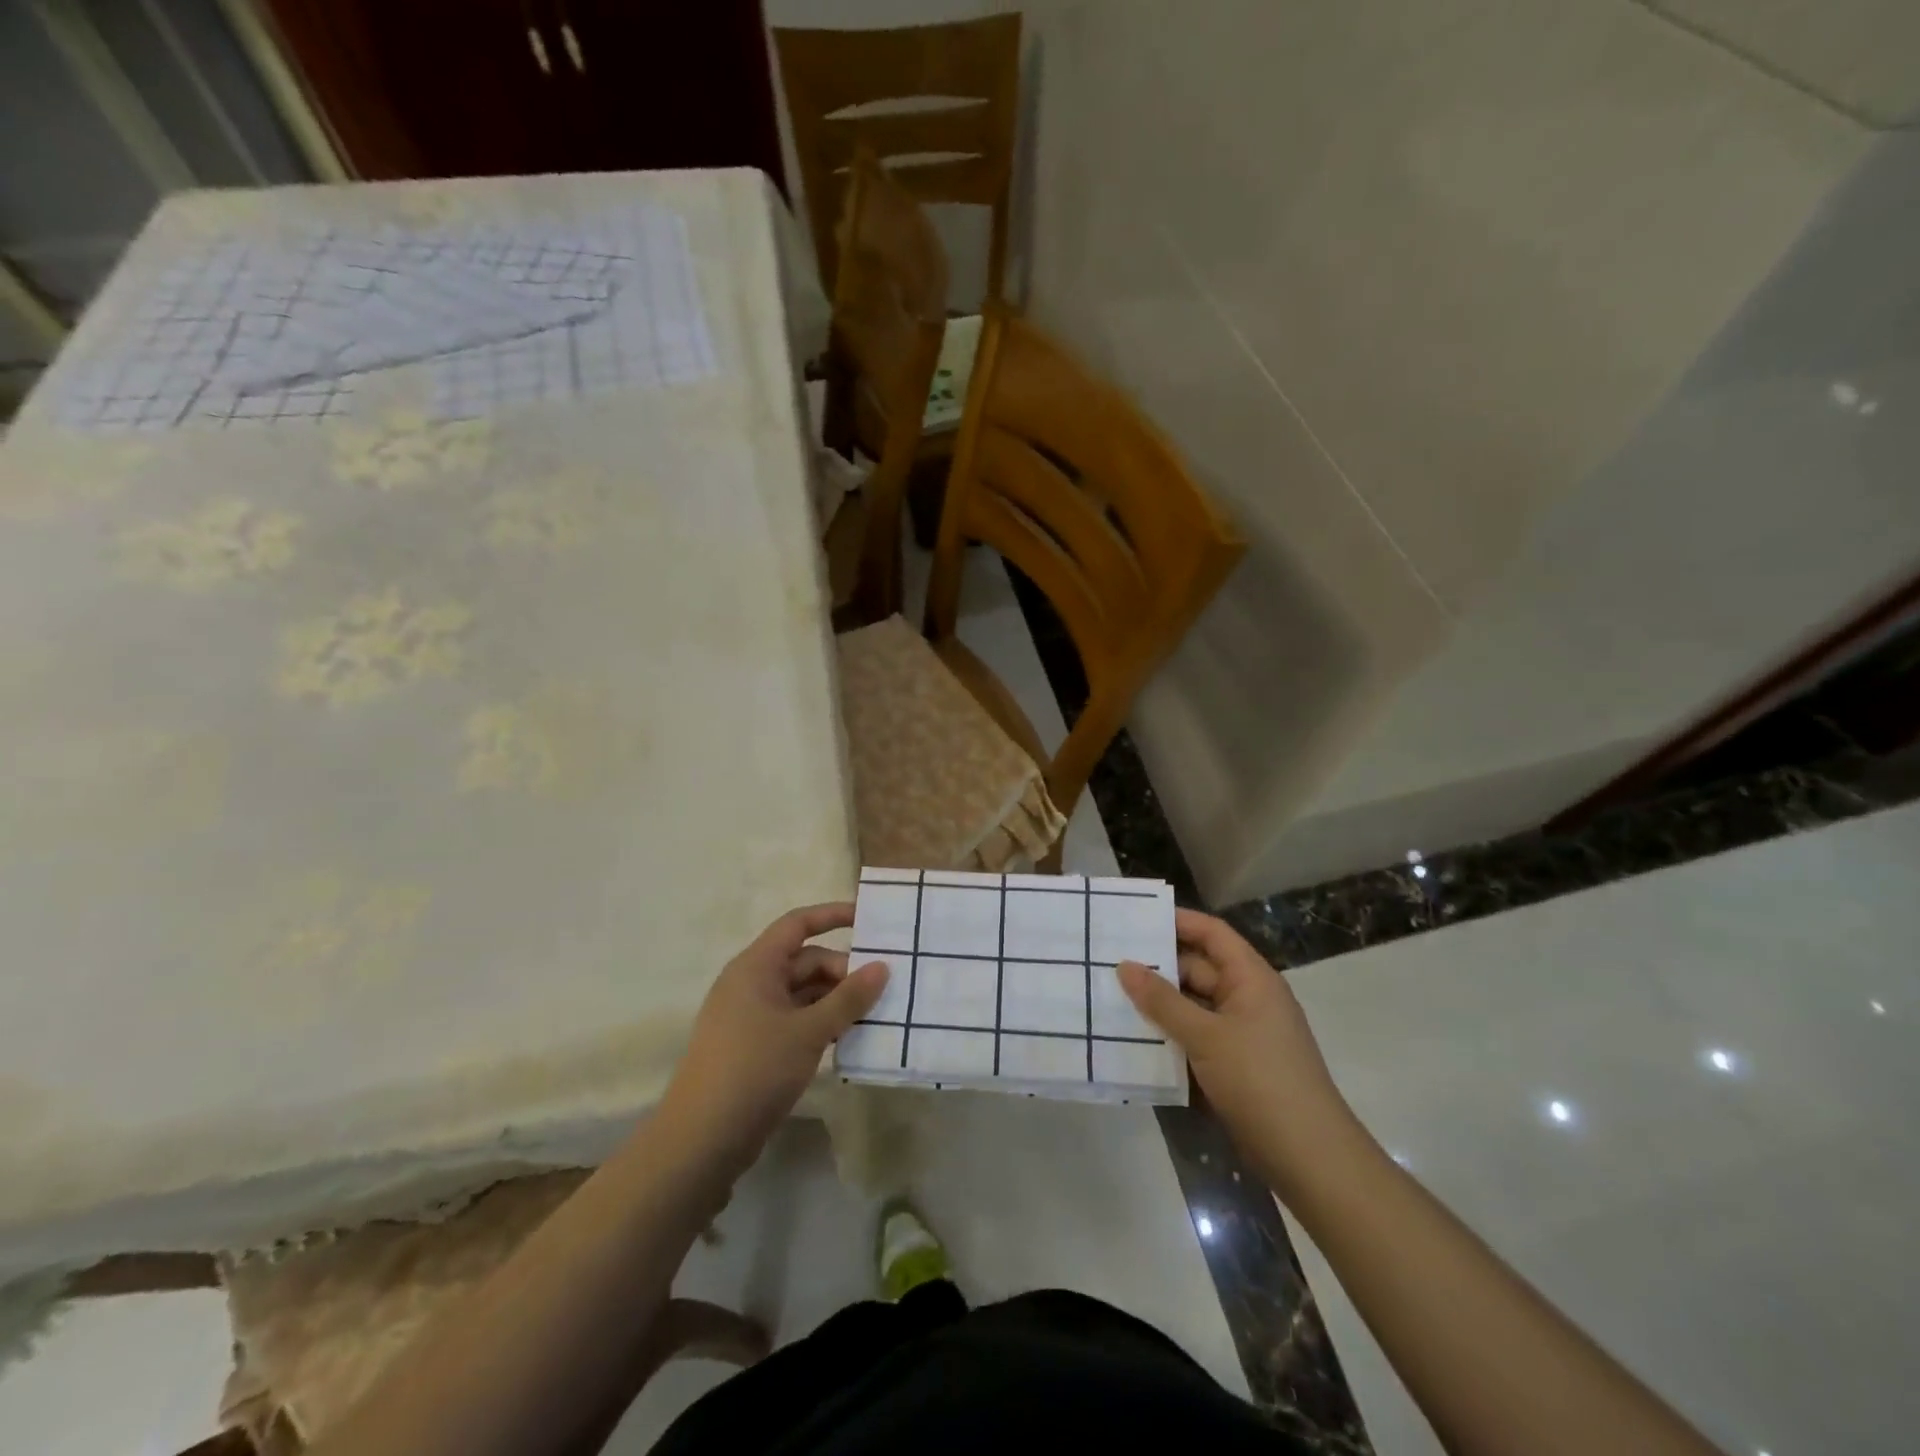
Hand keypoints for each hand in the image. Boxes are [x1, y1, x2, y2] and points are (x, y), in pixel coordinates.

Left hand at [659, 903, 887, 1176]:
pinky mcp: (754, 1047)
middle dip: (843, 971)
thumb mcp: (809, 1031)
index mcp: (756, 966)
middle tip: (882, 990)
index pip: (797, 924)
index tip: (868, 919)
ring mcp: (751, 1017)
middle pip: (805, 961)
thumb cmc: (755, 1069)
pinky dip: (821, 1024)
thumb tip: (881, 967)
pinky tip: (848, 1040)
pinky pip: (795, 1021)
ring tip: (873, 1016)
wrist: (702, 1140)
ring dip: (835, 1001)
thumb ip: (848, 998)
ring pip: (802, 994)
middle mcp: (751, 984)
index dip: (832, 915)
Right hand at [1119, 909, 1360, 1195]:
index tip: (1135, 918)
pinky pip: (1195, 1036)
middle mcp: (1247, 998)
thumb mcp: (1206, 1036)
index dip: (1177, 921)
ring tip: (1111, 995)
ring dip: (1159, 1003)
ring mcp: (1241, 1033)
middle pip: (1198, 968)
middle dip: (1157, 965)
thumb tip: (1125, 966)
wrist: (1308, 1157)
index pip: (1212, 933)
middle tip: (1109, 960)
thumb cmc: (1260, 1080)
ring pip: (1193, 1005)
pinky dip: (1169, 1034)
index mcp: (1251, 978)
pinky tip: (1133, 1038)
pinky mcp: (1233, 1064)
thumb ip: (1163, 1001)